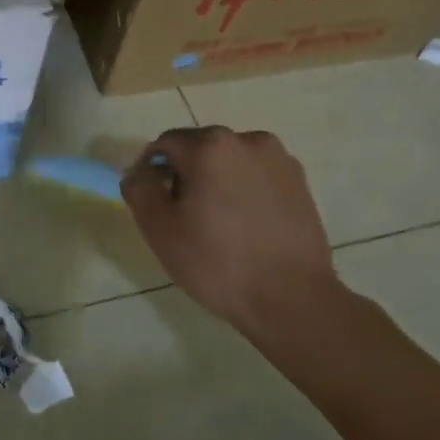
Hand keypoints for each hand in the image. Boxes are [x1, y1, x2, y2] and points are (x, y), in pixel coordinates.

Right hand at [122, 127, 348, 335]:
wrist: (292, 299)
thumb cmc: (217, 262)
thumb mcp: (159, 228)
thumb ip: (139, 189)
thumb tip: (140, 173)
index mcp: (210, 145)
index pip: (164, 145)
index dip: (151, 173)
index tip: (152, 206)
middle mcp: (248, 140)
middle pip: (199, 150)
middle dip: (185, 176)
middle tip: (182, 219)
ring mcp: (280, 160)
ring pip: (230, 163)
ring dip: (216, 183)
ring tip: (217, 226)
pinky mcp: (300, 183)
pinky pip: (257, 177)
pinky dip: (244, 193)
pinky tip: (245, 228)